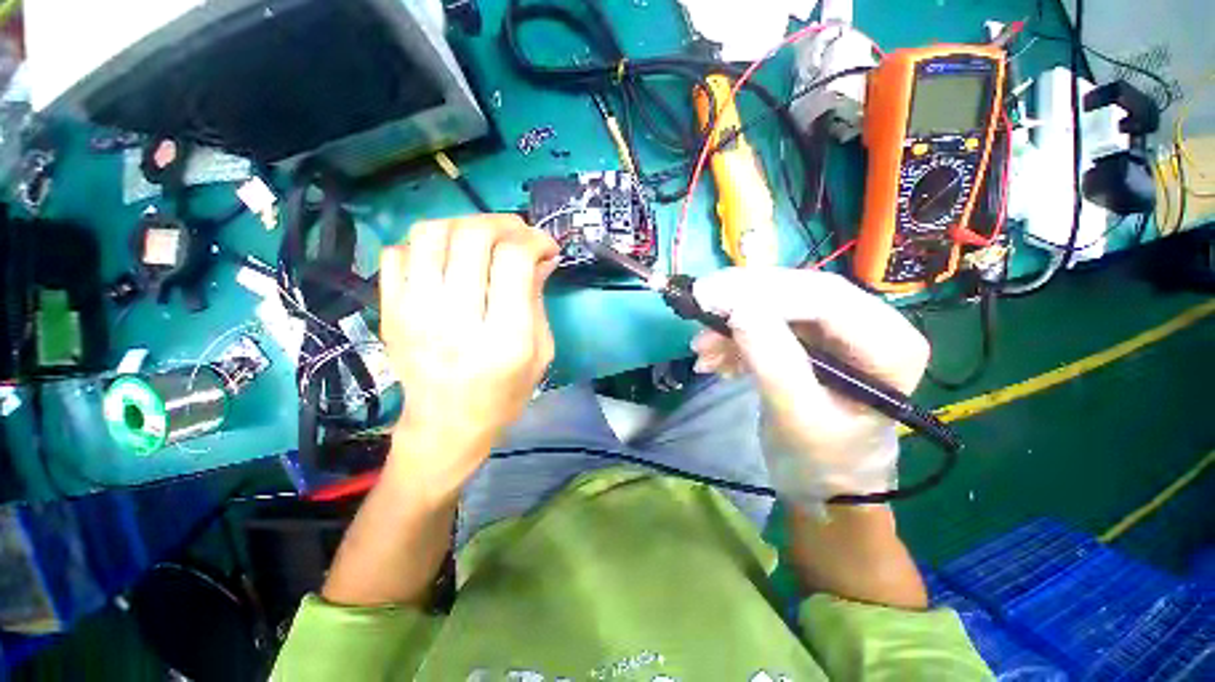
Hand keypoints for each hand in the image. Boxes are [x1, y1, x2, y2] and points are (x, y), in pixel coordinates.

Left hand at [379, 215, 557, 494]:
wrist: (446, 426)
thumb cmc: (503, 395)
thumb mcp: (540, 353)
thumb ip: (538, 300)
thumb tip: (541, 257)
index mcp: (503, 337)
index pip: (513, 260)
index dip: (534, 239)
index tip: (546, 247)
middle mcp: (456, 319)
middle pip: (472, 236)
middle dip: (503, 223)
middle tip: (518, 233)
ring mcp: (414, 312)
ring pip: (431, 233)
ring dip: (464, 224)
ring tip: (482, 239)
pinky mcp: (390, 311)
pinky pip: (397, 252)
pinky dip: (426, 244)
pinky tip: (446, 259)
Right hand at [691, 268, 928, 507]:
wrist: (823, 487)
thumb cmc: (821, 462)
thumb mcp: (796, 416)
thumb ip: (773, 361)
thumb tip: (738, 309)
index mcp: (887, 344)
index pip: (824, 297)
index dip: (763, 291)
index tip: (709, 296)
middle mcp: (867, 327)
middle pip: (797, 293)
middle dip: (742, 302)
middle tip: (697, 306)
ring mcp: (833, 333)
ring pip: (775, 307)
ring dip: (733, 325)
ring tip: (702, 351)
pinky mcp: (806, 342)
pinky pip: (765, 325)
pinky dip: (735, 339)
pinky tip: (717, 361)